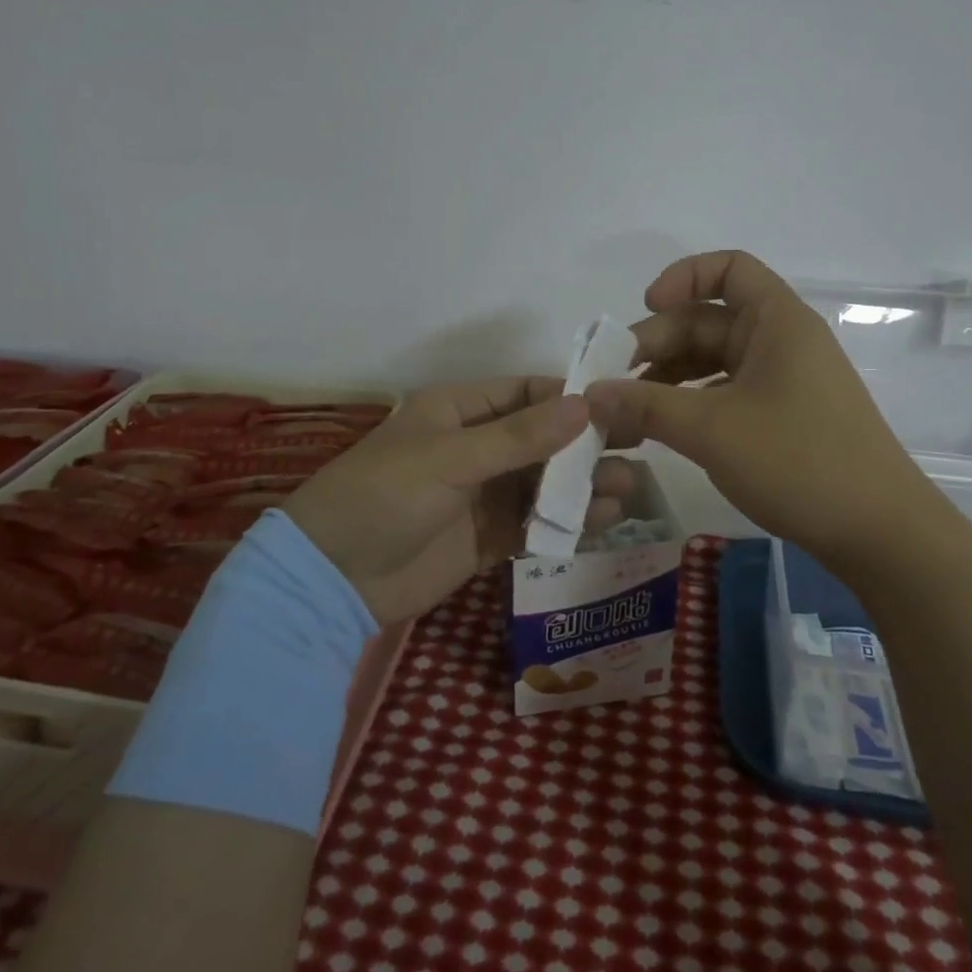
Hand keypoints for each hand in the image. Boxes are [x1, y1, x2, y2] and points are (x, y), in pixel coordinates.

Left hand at [284, 378, 636, 625]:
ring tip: (627, 488)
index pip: (525, 392)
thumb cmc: (385, 496)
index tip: (618, 404)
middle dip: (585, 443)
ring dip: (583, 484)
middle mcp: (476, 445)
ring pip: (544, 481)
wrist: (333, 579)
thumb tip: (583, 405)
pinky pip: (535, 521)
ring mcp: (483, 493)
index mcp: (459, 410)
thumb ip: (519, 437)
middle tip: (638, 445)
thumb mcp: (450, 458)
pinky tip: (603, 519)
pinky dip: (567, 521)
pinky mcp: (487, 536)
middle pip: (542, 437)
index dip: (569, 397)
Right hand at [585, 250, 944, 570]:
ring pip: (714, 359)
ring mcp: (785, 380)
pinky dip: (692, 402)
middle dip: (658, 343)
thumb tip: (590, 394)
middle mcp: (782, 341)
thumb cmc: (799, 462)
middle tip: (613, 382)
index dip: (683, 277)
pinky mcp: (784, 415)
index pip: (729, 269)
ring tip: (628, 410)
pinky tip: (663, 428)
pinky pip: (727, 391)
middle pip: (709, 320)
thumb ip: (646, 405)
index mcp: (778, 321)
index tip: (646, 307)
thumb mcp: (711, 430)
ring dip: (669, 377)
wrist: (881, 534)